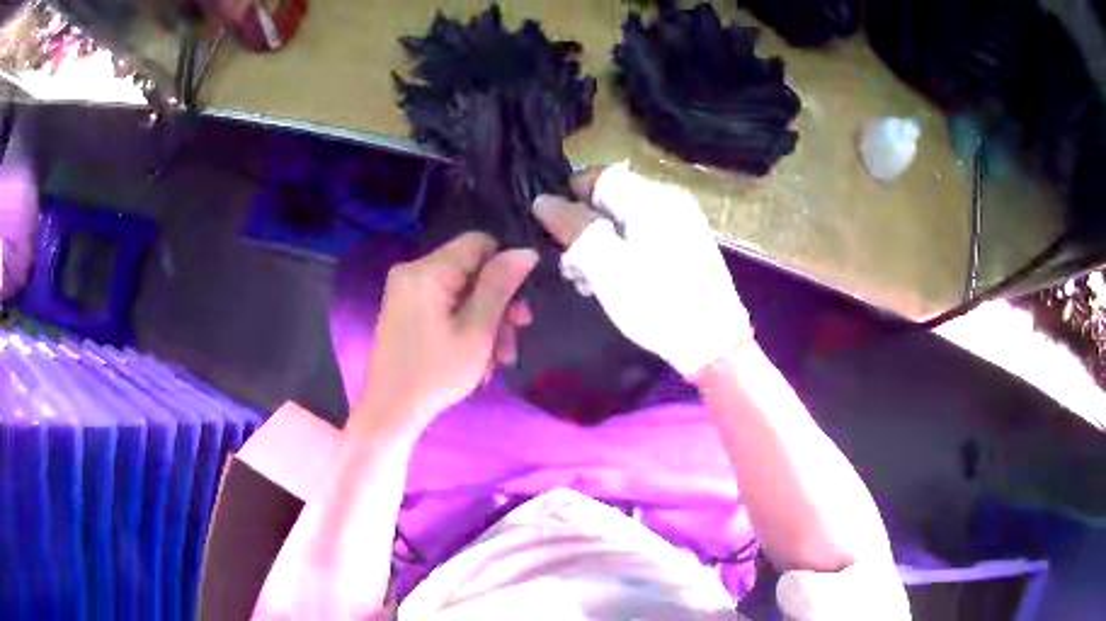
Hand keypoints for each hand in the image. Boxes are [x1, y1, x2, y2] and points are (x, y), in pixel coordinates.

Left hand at [358, 231, 537, 433]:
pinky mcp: (405, 310)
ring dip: (486, 321)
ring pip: (461, 291)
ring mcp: (405, 291)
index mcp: (427, 271)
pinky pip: (444, 305)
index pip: (479, 243)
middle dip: (498, 303)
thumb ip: (500, 286)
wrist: (391, 411)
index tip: (518, 304)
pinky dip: (465, 325)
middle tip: (515, 337)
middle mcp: (412, 271)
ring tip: (498, 360)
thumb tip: (525, 251)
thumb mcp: (477, 331)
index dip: (505, 267)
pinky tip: (478, 358)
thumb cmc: (436, 374)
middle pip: (471, 270)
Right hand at [532, 162, 751, 376]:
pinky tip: (613, 282)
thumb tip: (543, 199)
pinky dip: (623, 253)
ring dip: (600, 245)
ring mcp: (682, 223)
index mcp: (651, 197)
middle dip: (584, 228)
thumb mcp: (604, 264)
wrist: (713, 342)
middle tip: (570, 267)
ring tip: (587, 281)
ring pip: (626, 221)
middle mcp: (669, 200)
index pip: (599, 176)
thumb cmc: (655, 301)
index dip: (570, 197)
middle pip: (612, 199)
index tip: (553, 230)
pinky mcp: (687, 246)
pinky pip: (644, 236)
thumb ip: (571, 227)